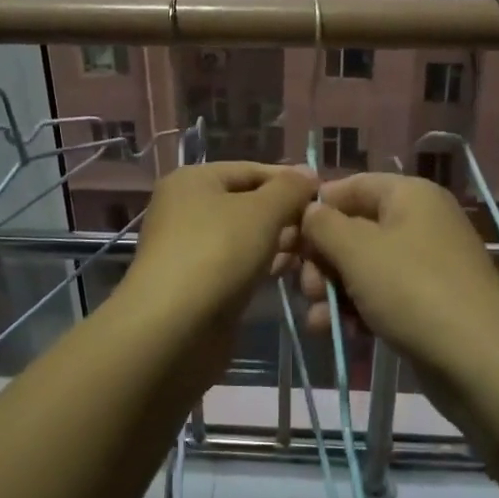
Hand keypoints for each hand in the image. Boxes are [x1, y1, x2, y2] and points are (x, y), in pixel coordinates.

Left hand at [125, 162, 315, 319]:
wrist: (174, 327)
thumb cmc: (218, 252)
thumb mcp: (262, 211)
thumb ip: (289, 189)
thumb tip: (308, 172)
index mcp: (193, 180)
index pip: (251, 170)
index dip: (289, 180)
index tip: (324, 196)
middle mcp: (186, 208)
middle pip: (247, 203)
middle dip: (285, 215)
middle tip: (319, 230)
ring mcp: (190, 248)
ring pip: (244, 236)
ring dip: (277, 242)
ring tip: (310, 252)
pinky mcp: (198, 283)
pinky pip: (237, 264)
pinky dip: (261, 265)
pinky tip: (288, 271)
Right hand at [295, 174, 498, 398]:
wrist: (480, 361)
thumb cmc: (413, 290)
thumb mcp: (357, 251)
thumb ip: (323, 225)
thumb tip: (309, 210)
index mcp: (409, 195)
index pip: (349, 186)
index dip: (315, 209)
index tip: (286, 240)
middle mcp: (419, 221)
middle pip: (353, 228)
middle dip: (322, 259)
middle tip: (306, 289)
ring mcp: (425, 263)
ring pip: (362, 266)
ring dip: (332, 290)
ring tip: (318, 318)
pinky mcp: (426, 301)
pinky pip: (380, 294)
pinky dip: (355, 309)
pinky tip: (335, 331)